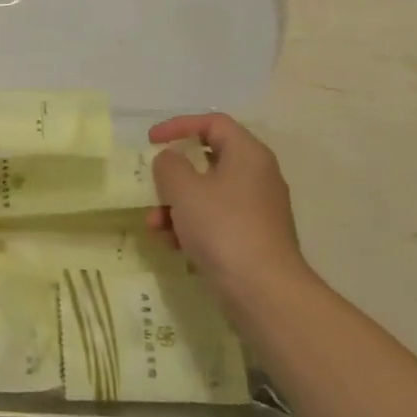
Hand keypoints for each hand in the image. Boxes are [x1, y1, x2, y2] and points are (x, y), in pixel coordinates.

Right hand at [147, 113, 308, 288]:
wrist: (265, 293)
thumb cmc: (223, 228)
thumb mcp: (185, 189)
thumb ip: (169, 165)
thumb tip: (170, 160)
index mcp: (248, 154)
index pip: (212, 123)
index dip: (178, 126)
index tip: (151, 141)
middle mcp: (257, 176)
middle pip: (208, 159)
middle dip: (173, 175)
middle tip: (152, 185)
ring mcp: (256, 210)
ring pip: (208, 193)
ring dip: (175, 205)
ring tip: (155, 225)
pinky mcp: (252, 239)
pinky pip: (215, 220)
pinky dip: (191, 226)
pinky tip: (171, 244)